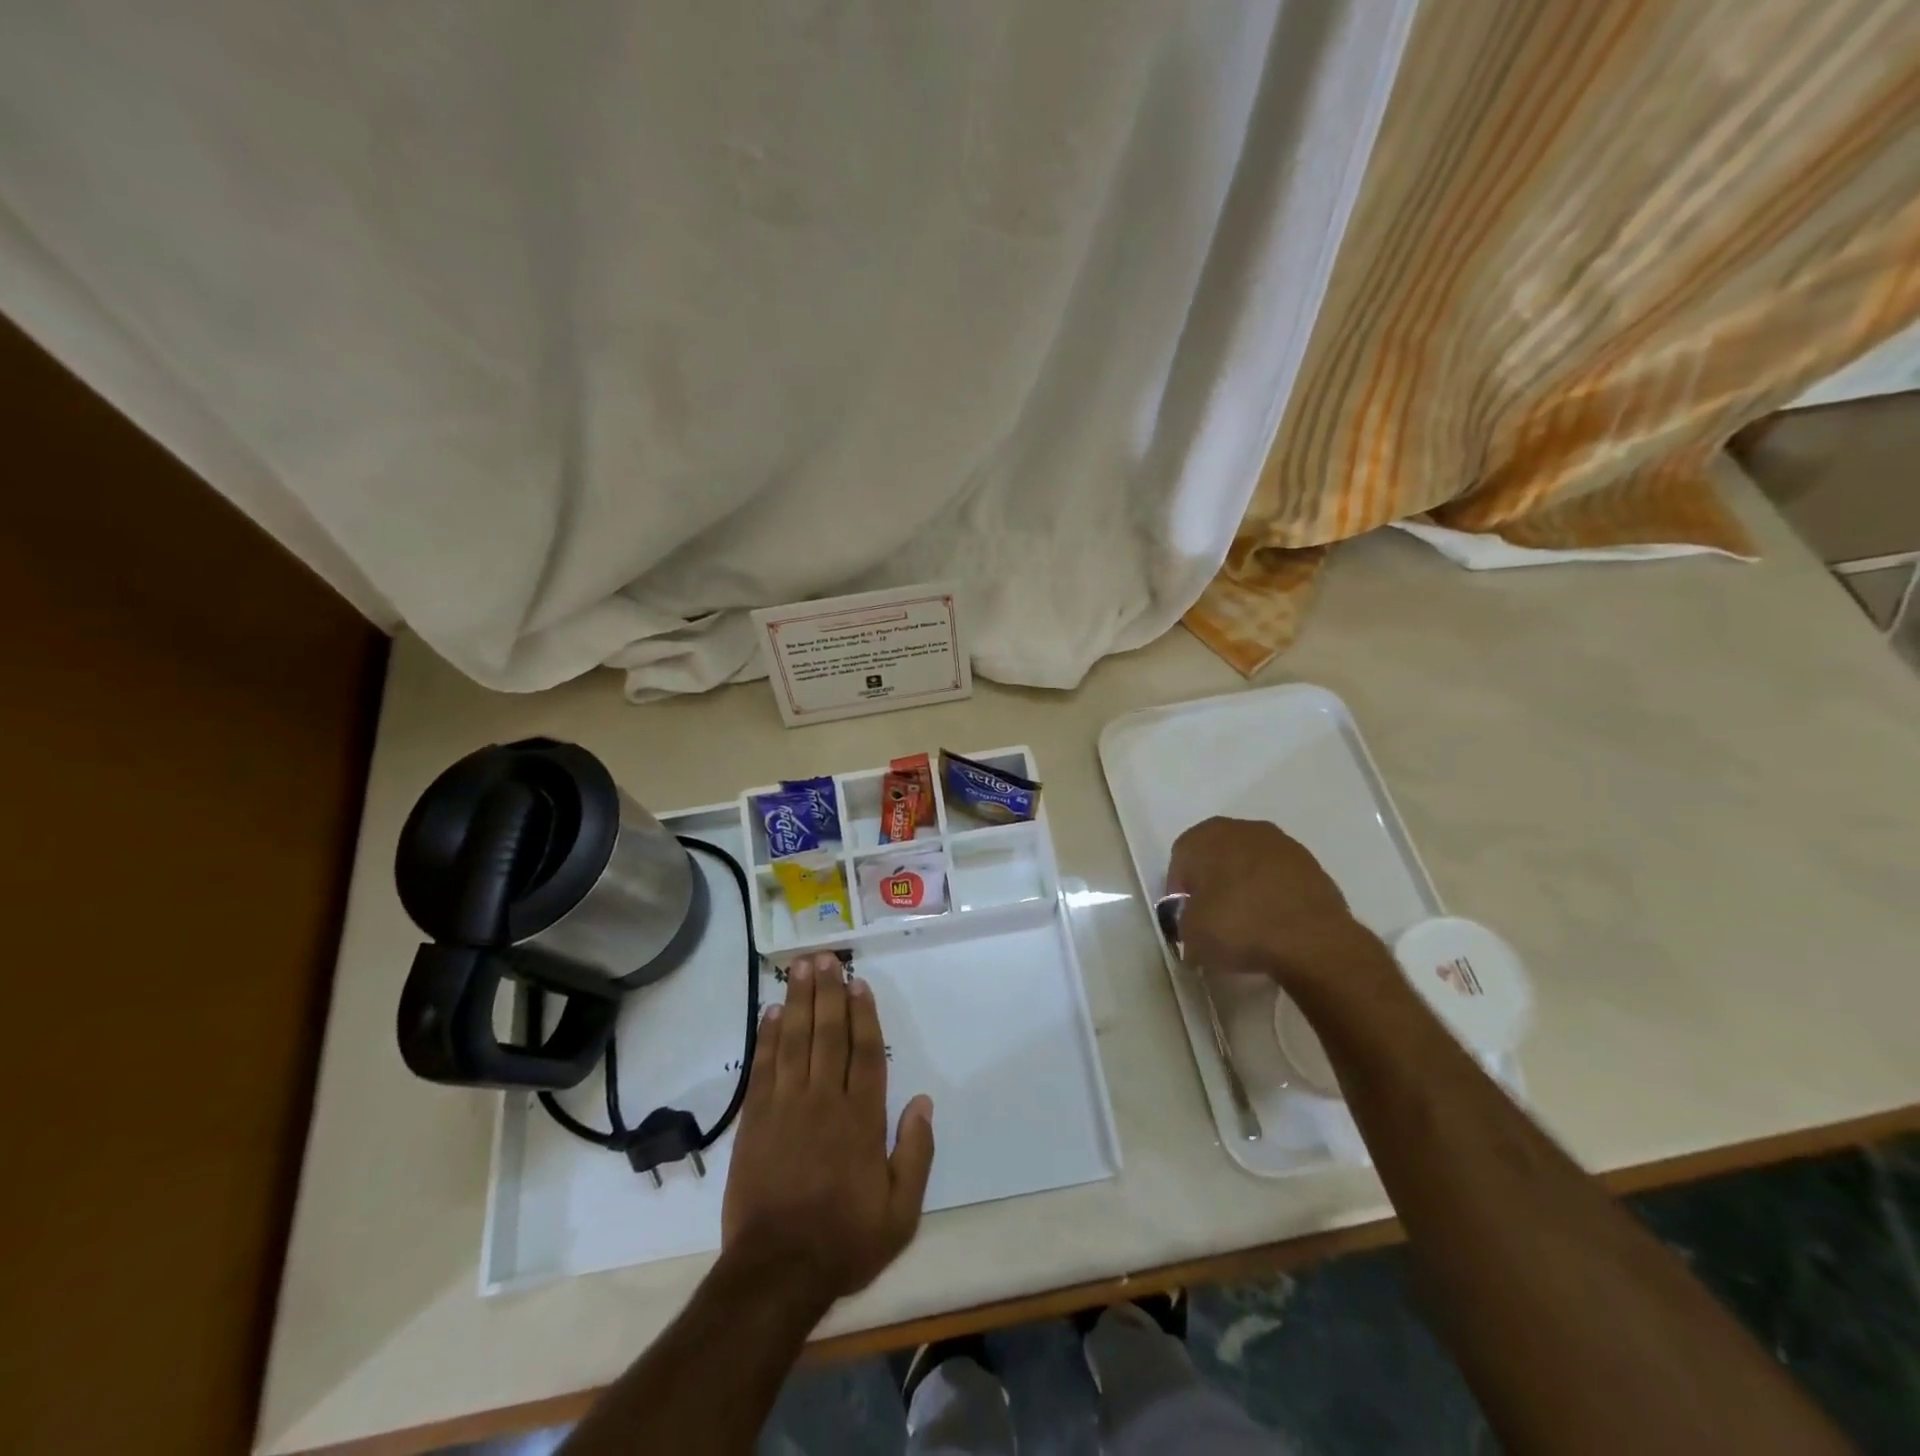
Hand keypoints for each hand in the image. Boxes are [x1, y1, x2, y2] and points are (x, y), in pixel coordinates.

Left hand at [721, 951, 934, 1308]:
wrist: (776, 1272)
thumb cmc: (844, 1241)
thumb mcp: (901, 1212)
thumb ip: (916, 1153)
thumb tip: (923, 1102)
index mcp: (862, 1119)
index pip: (864, 1053)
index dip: (863, 1015)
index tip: (858, 984)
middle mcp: (825, 1101)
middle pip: (828, 1035)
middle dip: (828, 993)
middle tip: (825, 958)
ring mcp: (786, 1107)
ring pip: (795, 1042)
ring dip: (799, 1002)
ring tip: (800, 968)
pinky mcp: (755, 1121)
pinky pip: (763, 1068)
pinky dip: (768, 1037)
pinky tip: (773, 1012)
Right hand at [1167, 817, 1393, 996]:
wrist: (1312, 940)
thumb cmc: (1238, 926)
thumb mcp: (1191, 935)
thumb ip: (1185, 924)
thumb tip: (1194, 929)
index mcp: (1207, 835)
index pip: (1181, 858)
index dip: (1180, 890)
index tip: (1186, 917)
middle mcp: (1243, 828)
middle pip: (1217, 855)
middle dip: (1213, 883)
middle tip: (1214, 918)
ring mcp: (1282, 844)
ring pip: (1250, 864)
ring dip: (1245, 887)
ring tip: (1248, 923)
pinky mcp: (1312, 865)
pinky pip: (1279, 878)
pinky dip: (1273, 895)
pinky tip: (1275, 923)